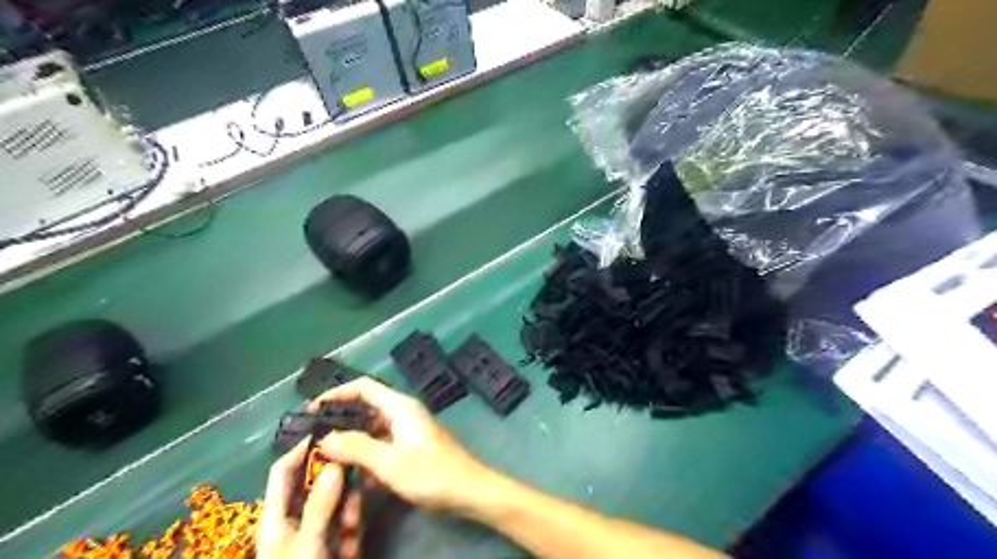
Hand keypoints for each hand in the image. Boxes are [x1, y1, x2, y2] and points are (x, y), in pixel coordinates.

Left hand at [257, 440, 361, 558]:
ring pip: (335, 502)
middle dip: (334, 476)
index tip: (328, 432)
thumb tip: (333, 464)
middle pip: (314, 484)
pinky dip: (352, 525)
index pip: (283, 473)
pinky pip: (345, 524)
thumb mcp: (307, 546)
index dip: (301, 450)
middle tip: (356, 458)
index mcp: (276, 518)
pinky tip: (356, 534)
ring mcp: (316, 534)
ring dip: (347, 503)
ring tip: (355, 510)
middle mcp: (294, 521)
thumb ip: (320, 505)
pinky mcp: (333, 546)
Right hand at [310, 378, 492, 513]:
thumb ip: (356, 447)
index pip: (364, 387)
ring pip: (372, 430)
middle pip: (366, 408)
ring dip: (353, 444)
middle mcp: (403, 413)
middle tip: (314, 439)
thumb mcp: (388, 462)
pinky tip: (357, 478)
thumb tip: (326, 438)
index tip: (312, 409)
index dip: (337, 393)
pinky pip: (383, 445)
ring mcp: (408, 430)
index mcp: (399, 406)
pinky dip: (368, 457)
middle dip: (341, 422)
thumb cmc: (430, 473)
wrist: (468, 490)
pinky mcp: (411, 447)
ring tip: (329, 461)